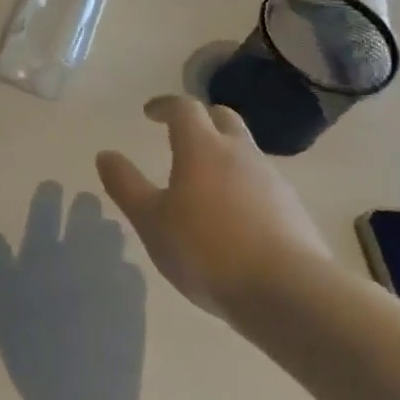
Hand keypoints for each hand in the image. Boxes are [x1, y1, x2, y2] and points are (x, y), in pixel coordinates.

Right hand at [0, 184, 145, 399]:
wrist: (81, 395)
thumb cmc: (31, 351)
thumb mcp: (2, 308)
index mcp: (43, 253)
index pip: (46, 210)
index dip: (49, 195)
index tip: (53, 187)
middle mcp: (78, 254)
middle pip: (85, 215)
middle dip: (85, 206)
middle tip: (86, 203)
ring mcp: (111, 274)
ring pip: (113, 237)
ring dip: (109, 231)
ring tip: (108, 231)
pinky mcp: (136, 299)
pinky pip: (132, 271)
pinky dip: (125, 269)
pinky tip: (123, 274)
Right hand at [96, 96, 329, 319]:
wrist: (289, 293)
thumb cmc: (207, 250)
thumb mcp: (151, 221)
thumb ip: (125, 185)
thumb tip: (106, 155)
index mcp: (202, 148)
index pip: (184, 108)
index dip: (165, 105)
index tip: (149, 113)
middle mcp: (241, 154)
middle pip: (223, 118)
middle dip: (200, 119)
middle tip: (180, 133)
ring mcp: (272, 181)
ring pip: (245, 151)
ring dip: (223, 154)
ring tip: (203, 180)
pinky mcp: (293, 210)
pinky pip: (262, 184)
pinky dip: (242, 186)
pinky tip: (232, 215)